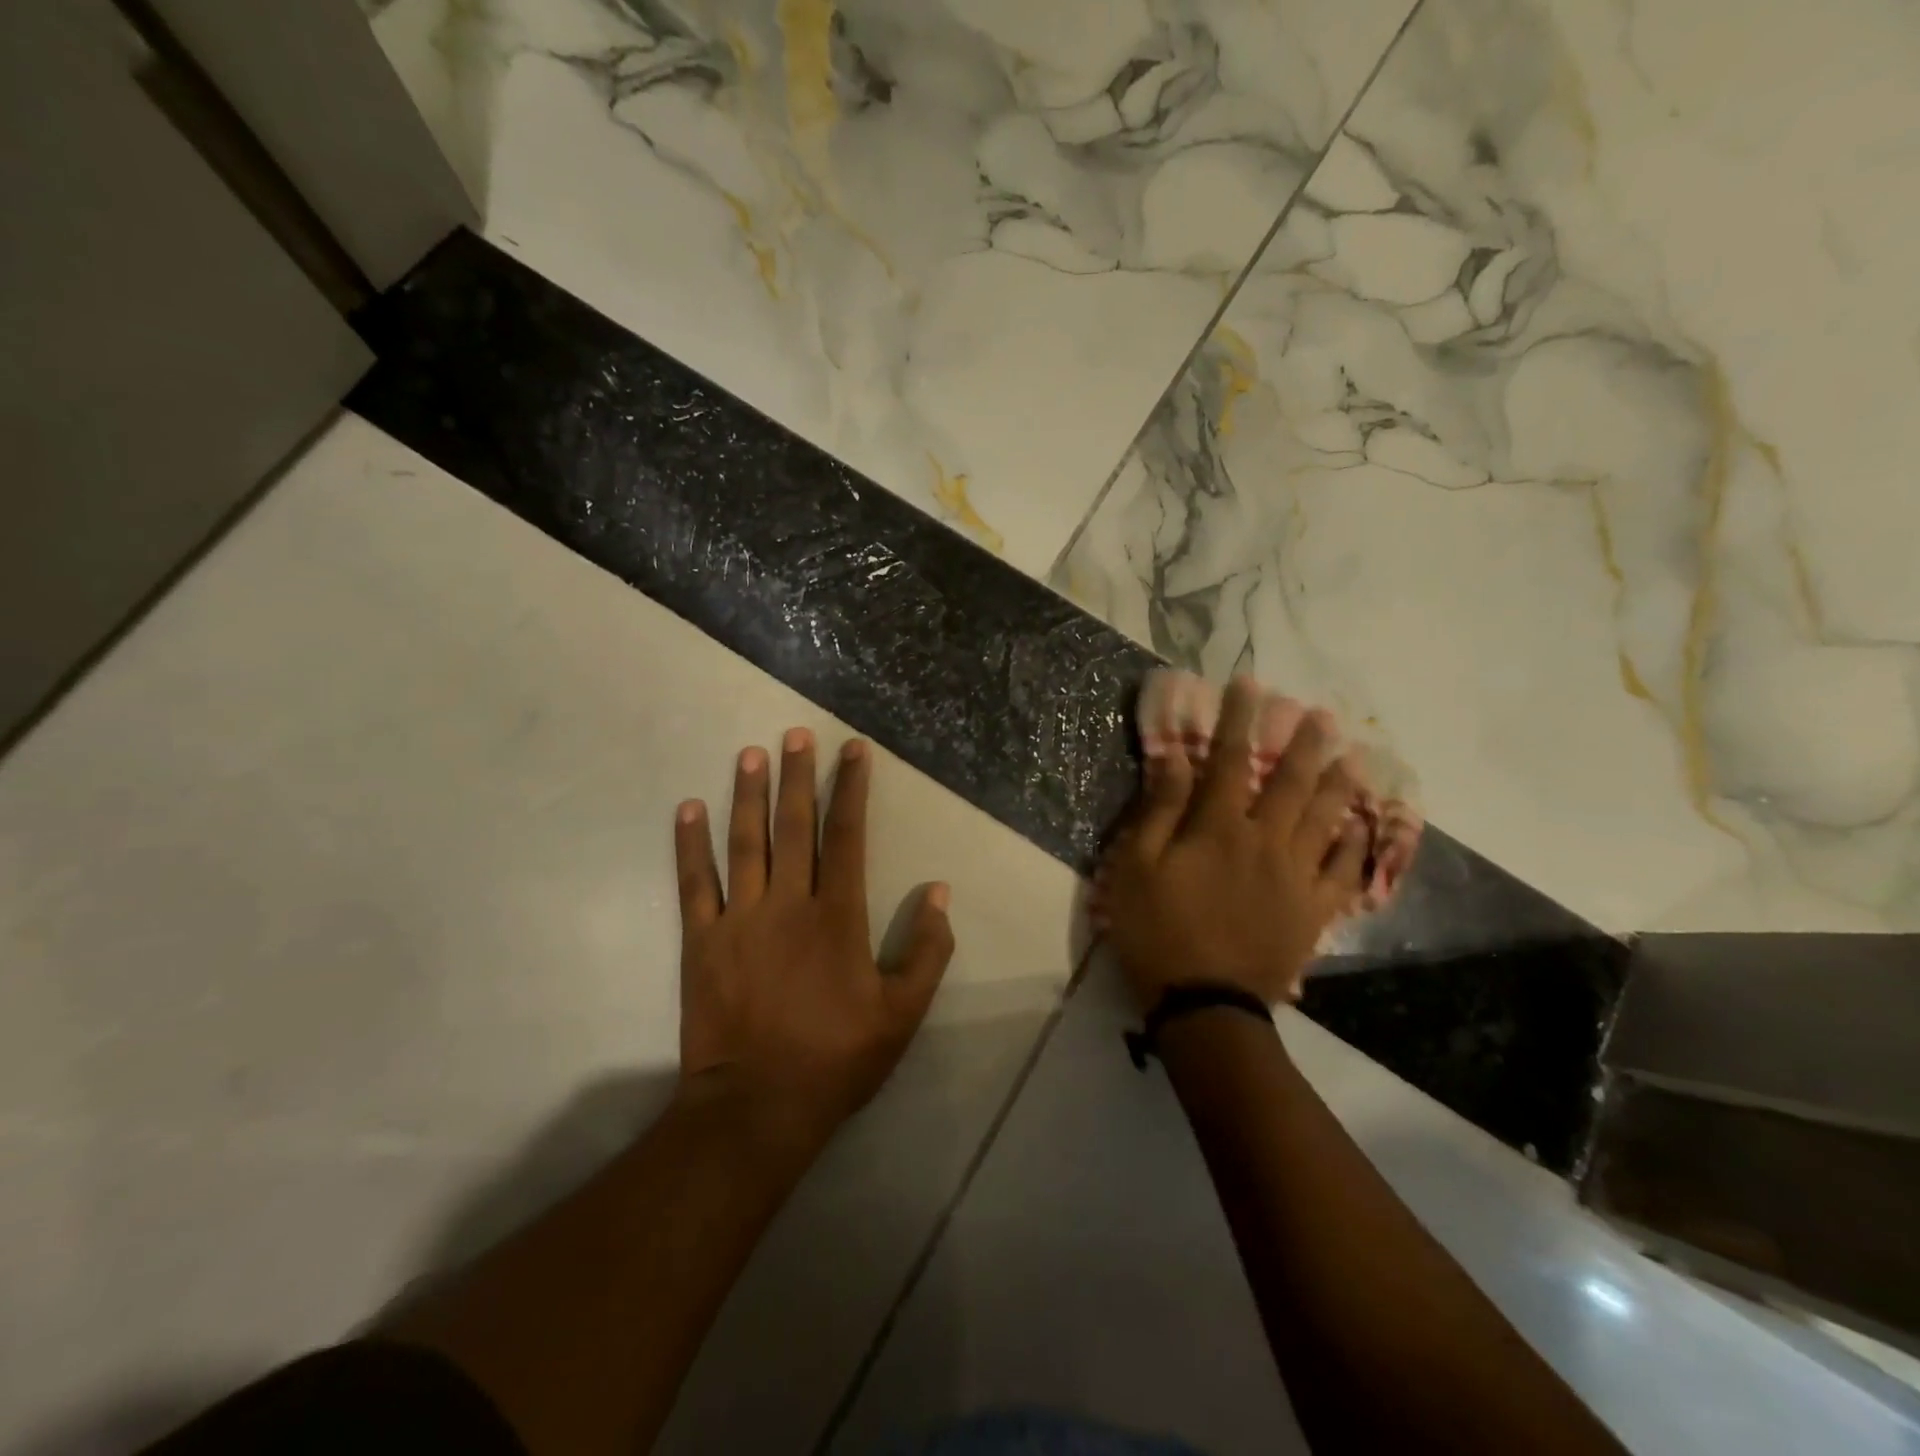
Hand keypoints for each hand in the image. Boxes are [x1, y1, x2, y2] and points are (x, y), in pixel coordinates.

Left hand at [673, 729, 954, 1142]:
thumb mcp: (903, 1013)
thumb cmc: (837, 1058)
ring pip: (744, 843)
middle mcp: (789, 903)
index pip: (847, 836)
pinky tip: (688, 809)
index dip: (852, 789)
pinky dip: (689, 844)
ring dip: (747, 795)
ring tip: (749, 754)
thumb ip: (927, 950)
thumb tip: (938, 892)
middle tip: (795, 733)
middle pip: (794, 826)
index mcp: (838, 916)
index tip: (853, 750)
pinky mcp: (701, 940)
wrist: (758, 1106)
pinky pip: (694, 883)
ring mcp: (739, 919)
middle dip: (798, 776)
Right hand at [1101, 677, 1371, 1010]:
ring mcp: (1296, 877)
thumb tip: (1175, 758)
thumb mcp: (1136, 867)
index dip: (1240, 720)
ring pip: (1326, 820)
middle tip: (1323, 715)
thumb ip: (1159, 810)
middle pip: (1291, 783)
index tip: (1249, 686)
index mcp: (1219, 829)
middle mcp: (1265, 842)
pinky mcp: (1313, 912)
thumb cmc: (1158, 930)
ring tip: (1355, 757)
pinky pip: (1344, 872)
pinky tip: (1366, 826)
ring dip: (1340, 785)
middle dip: (1305, 744)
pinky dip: (1357, 846)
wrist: (1204, 1003)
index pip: (1231, 761)